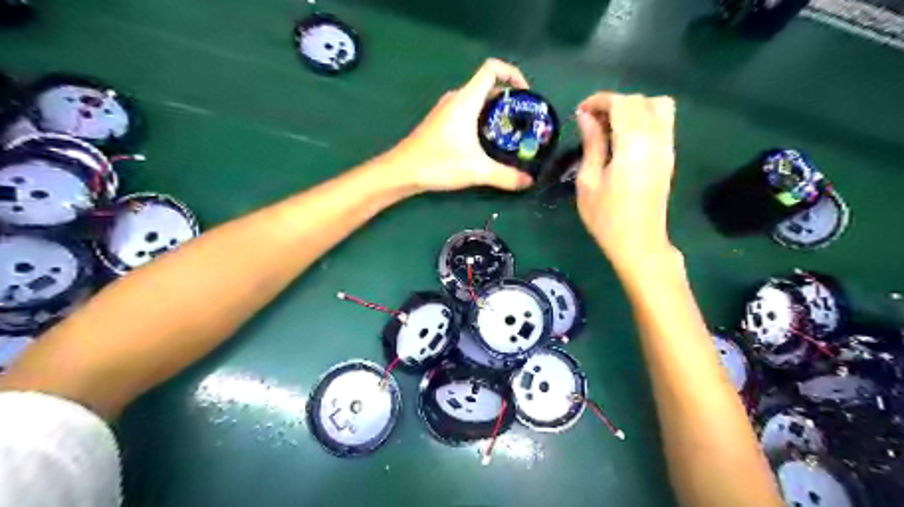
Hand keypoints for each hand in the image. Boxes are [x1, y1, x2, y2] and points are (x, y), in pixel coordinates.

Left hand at [389, 57, 534, 190]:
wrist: (402, 171)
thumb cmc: (438, 163)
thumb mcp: (476, 171)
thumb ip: (505, 176)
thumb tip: (529, 181)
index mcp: (466, 100)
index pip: (492, 68)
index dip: (513, 74)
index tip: (526, 95)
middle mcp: (456, 98)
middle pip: (488, 86)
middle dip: (509, 100)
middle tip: (523, 121)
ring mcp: (446, 109)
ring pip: (478, 100)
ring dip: (496, 111)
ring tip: (510, 132)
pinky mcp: (441, 122)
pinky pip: (468, 111)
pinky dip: (482, 119)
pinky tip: (487, 142)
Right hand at [574, 94, 673, 270]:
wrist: (639, 243)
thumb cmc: (607, 217)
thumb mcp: (589, 181)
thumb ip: (591, 144)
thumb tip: (586, 117)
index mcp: (634, 145)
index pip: (622, 103)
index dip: (600, 101)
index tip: (580, 112)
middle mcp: (656, 139)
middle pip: (641, 101)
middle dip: (614, 103)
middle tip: (591, 121)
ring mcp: (667, 147)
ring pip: (659, 106)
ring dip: (632, 108)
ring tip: (609, 127)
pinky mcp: (669, 156)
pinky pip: (662, 123)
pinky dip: (643, 119)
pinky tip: (623, 139)